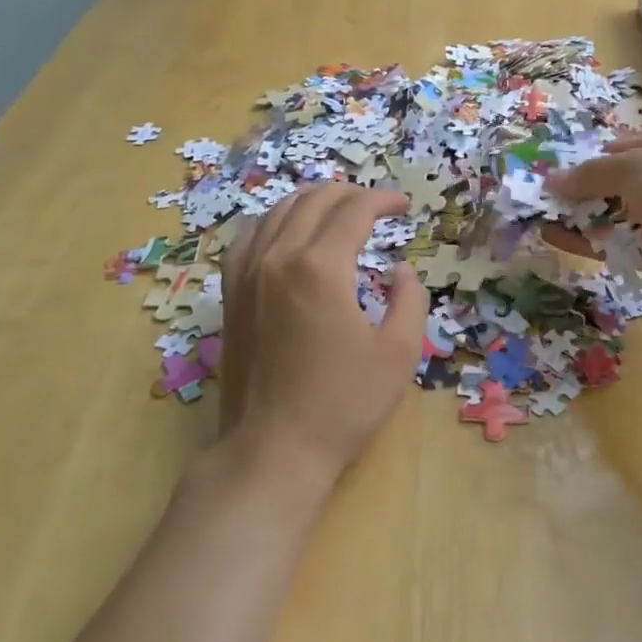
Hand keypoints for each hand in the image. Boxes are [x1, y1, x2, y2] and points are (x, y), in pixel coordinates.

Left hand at [218, 184, 430, 500]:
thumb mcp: (399, 352)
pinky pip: (249, 238)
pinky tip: (285, 231)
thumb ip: (410, 299)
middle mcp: (278, 258)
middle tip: (377, 206)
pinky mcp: (231, 295)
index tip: (404, 206)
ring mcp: (247, 275)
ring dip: (313, 201)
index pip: (354, 210)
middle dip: (351, 194)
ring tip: (337, 208)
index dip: (383, 200)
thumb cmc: (343, 403)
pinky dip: (274, 222)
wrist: (274, 448)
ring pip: (277, 212)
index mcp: (321, 267)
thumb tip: (400, 271)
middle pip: (314, 201)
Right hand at [545, 130, 641, 311]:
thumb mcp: (636, 167)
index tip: (571, 162)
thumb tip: (553, 180)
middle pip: (632, 182)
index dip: (607, 152)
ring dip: (586, 215)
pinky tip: (556, 237)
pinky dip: (592, 242)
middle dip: (592, 187)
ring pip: (625, 216)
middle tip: (552, 191)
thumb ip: (593, 173)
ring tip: (544, 214)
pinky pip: (623, 246)